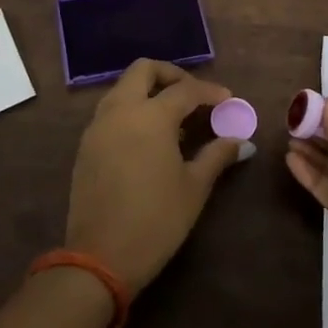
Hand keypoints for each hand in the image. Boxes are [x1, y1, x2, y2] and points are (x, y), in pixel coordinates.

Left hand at [66, 59, 244, 292]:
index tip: (228, 100)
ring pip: (123, 88)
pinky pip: (111, 111)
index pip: (185, 89)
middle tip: (194, 96)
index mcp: (150, 116)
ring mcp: (98, 126)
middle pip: (144, 70)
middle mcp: (120, 110)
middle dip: (172, 75)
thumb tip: (240, 140)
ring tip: (174, 119)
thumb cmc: (156, 220)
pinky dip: (132, 110)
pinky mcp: (86, 145)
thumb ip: (217, 155)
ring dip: (149, 91)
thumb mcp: (194, 187)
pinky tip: (150, 138)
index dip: (210, 92)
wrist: (100, 257)